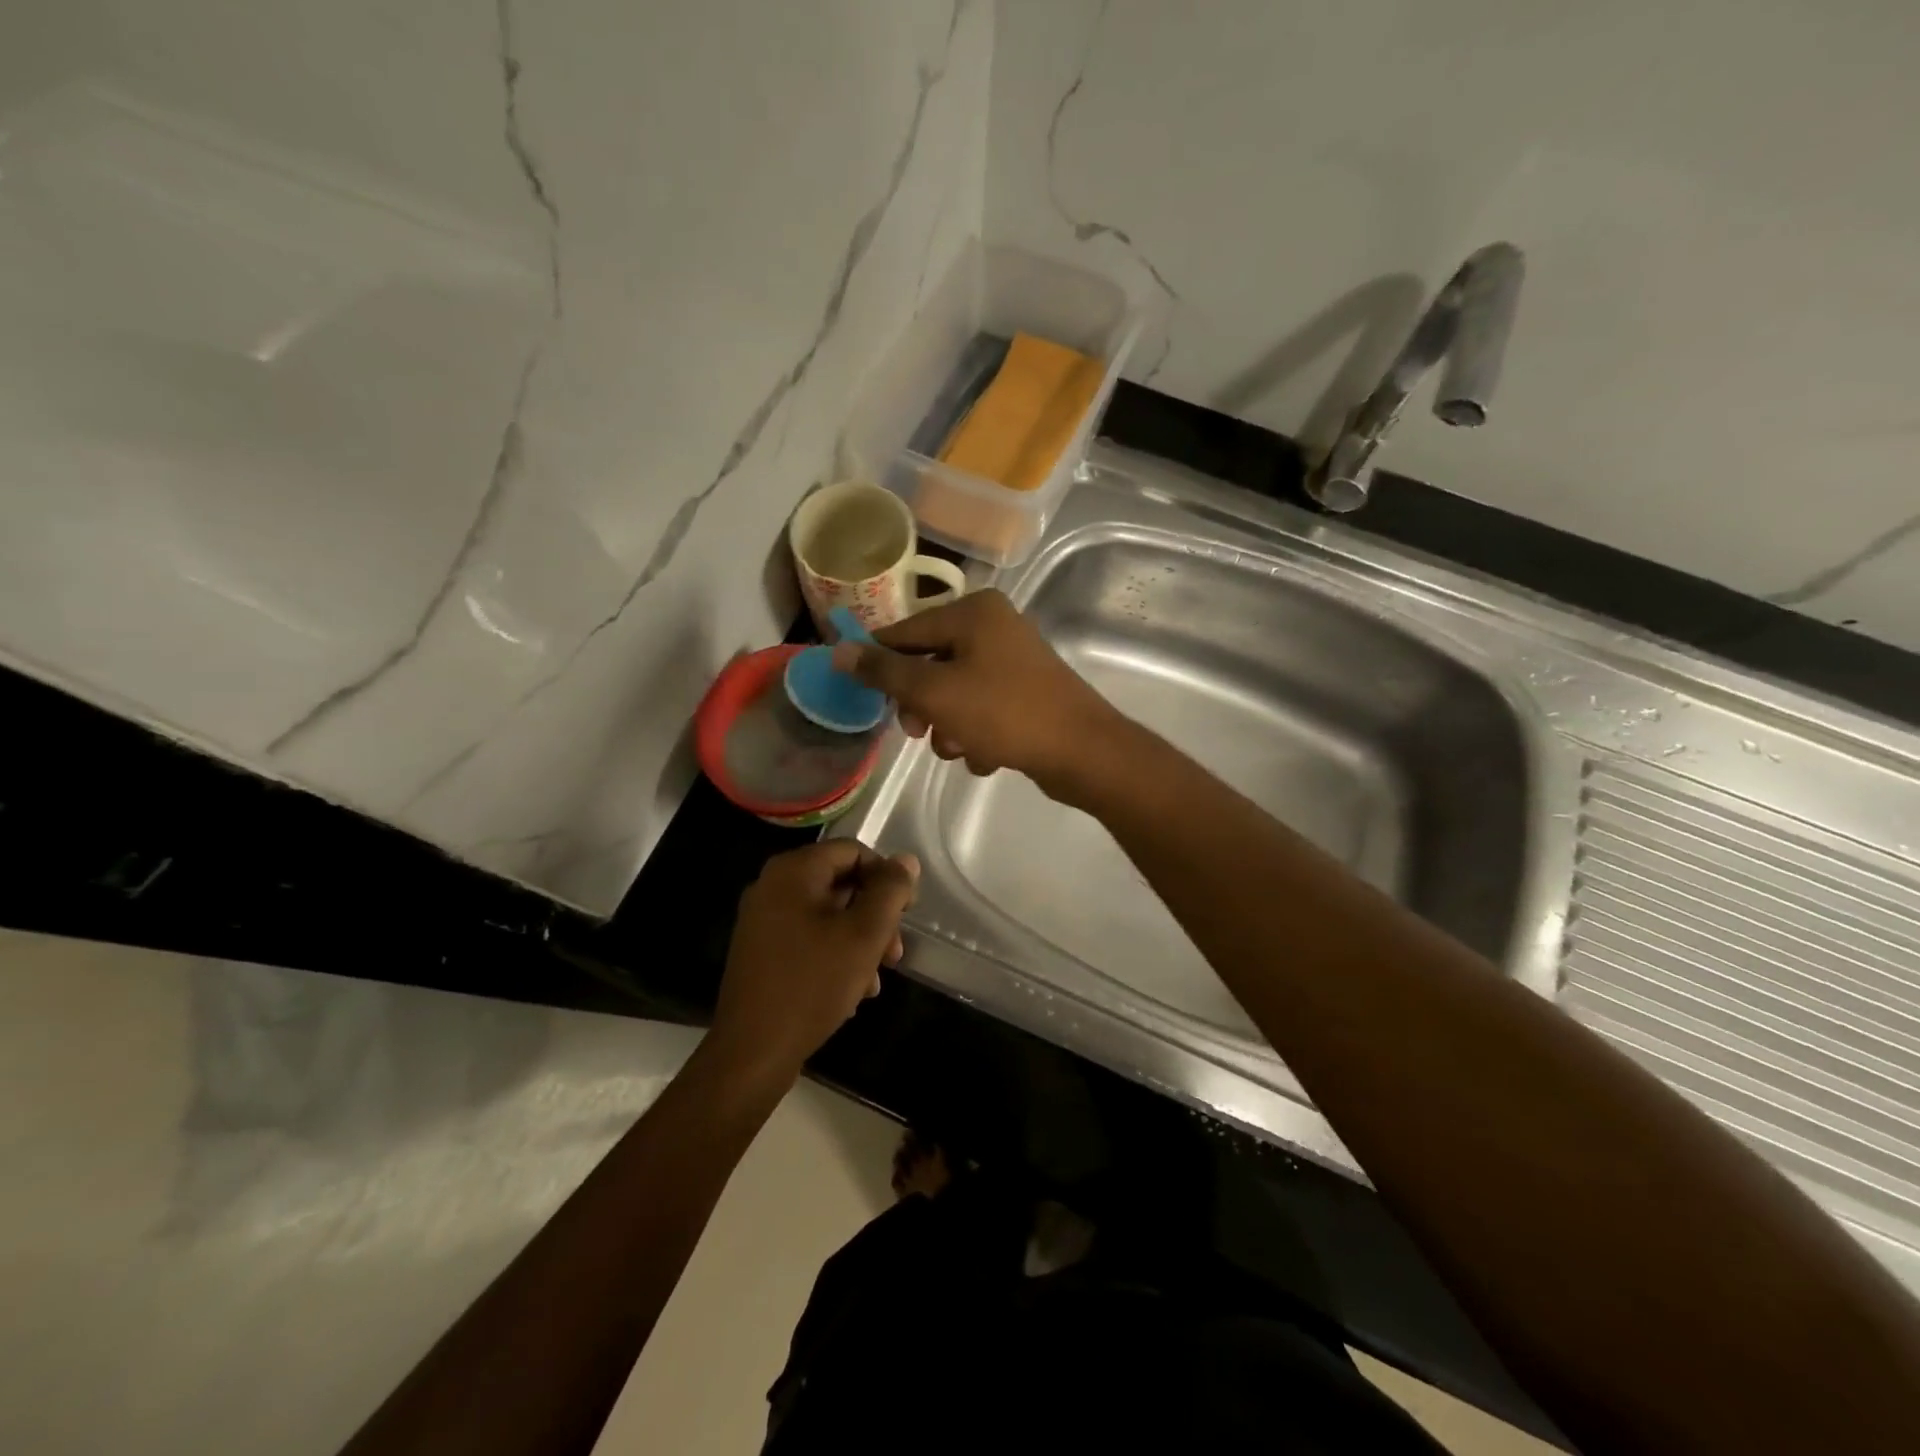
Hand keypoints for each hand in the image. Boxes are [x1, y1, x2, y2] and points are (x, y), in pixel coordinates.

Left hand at [708, 841, 918, 1087]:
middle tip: (894, 954)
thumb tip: (906, 860)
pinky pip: (808, 938)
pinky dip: (834, 956)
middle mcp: (772, 886)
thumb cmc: (813, 984)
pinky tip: (851, 992)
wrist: (752, 1052)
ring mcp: (762, 920)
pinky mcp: (760, 951)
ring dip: (859, 942)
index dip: (886, 877)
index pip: (853, 852)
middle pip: (840, 884)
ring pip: (827, 916)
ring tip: (875, 980)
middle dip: (874, 917)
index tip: (906, 914)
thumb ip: (890, 891)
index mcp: (793, 871)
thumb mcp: (864, 934)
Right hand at [831, 590, 1122, 791]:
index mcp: (973, 612)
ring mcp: (1013, 659)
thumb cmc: (1004, 713)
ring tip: (959, 748)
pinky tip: (986, 755)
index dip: (880, 664)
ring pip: (955, 691)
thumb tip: (839, 651)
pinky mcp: (1026, 692)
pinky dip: (977, 733)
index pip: (905, 632)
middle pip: (931, 663)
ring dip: (948, 725)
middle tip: (918, 732)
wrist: (1082, 751)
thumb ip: (885, 672)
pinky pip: (983, 708)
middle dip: (921, 704)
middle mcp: (994, 626)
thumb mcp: (935, 692)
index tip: (861, 695)